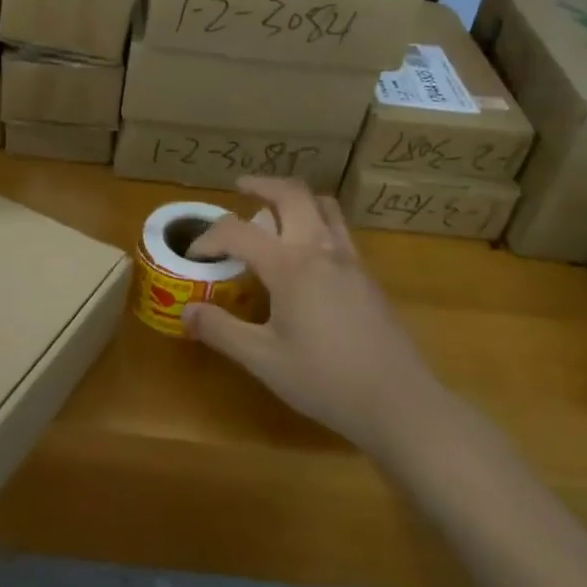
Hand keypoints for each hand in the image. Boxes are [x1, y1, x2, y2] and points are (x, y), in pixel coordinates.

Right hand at [182, 177, 439, 454]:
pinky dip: (315, 220)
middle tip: (240, 189)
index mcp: (291, 266)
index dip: (209, 238)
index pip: (238, 232)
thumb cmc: (325, 380)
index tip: (194, 257)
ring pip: (323, 205)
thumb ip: (222, 331)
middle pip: (292, 194)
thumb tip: (187, 310)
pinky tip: (306, 253)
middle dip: (262, 185)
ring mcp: (350, 260)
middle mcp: (322, 250)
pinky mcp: (367, 276)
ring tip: (275, 211)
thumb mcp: (263, 360)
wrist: (398, 401)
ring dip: (295, 198)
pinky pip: (338, 229)